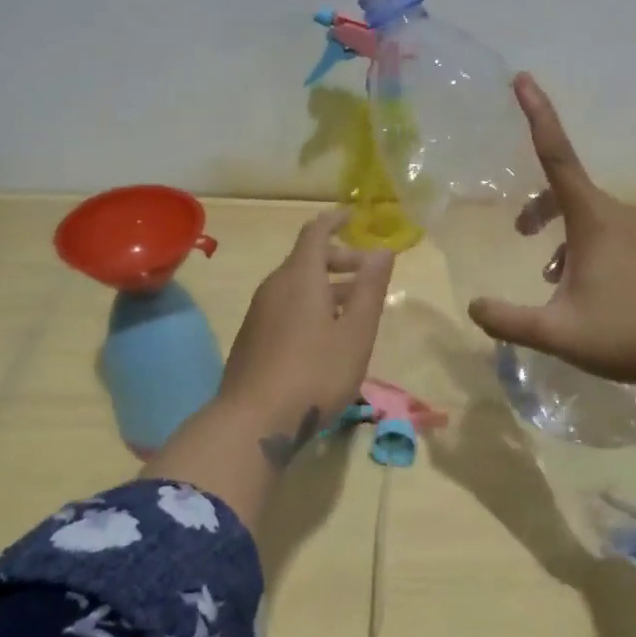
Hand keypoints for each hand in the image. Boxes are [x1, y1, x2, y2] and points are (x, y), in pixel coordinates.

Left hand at [219, 211, 394, 433]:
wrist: (253, 420)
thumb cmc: (315, 372)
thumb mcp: (356, 332)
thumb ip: (370, 289)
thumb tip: (382, 250)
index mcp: (300, 277)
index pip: (316, 232)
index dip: (335, 220)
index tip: (354, 216)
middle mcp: (275, 286)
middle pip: (307, 259)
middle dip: (340, 260)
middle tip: (369, 275)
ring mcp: (259, 312)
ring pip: (297, 285)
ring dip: (328, 287)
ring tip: (356, 307)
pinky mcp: (253, 337)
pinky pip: (286, 305)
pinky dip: (310, 305)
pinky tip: (327, 334)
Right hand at [467, 74, 635, 400]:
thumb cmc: (626, 336)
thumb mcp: (556, 333)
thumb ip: (507, 320)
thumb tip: (473, 308)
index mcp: (593, 220)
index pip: (557, 155)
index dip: (537, 115)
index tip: (523, 78)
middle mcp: (622, 217)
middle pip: (570, 194)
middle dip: (540, 208)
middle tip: (520, 233)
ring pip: (595, 221)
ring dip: (566, 238)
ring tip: (555, 280)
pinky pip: (620, 239)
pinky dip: (596, 252)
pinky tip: (598, 293)